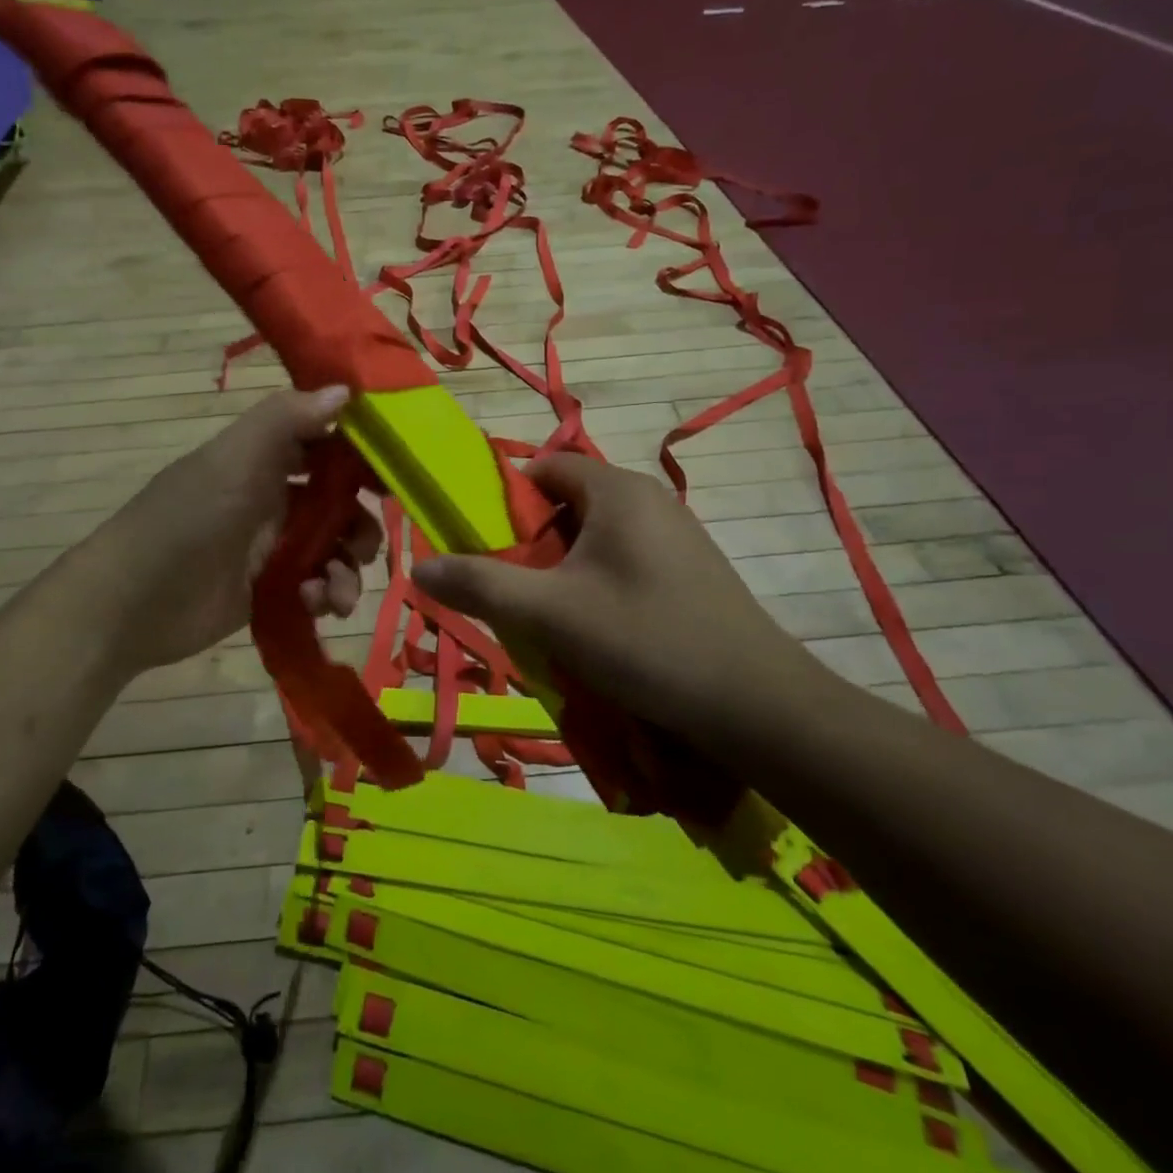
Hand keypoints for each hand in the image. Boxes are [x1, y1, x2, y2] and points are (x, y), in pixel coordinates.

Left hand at [91, 386, 380, 673]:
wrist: (132, 603)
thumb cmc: (188, 519)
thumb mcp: (235, 458)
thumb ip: (287, 419)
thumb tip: (346, 390)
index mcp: (263, 461)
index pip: (325, 447)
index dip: (361, 457)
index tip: (395, 473)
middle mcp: (272, 499)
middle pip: (338, 504)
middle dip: (360, 523)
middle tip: (367, 544)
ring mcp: (272, 548)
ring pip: (332, 550)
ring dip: (347, 568)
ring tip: (338, 590)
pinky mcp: (270, 591)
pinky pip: (315, 587)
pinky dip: (325, 594)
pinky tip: (317, 603)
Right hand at [410, 453, 817, 746]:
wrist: (755, 704)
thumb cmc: (645, 640)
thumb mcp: (549, 613)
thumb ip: (479, 585)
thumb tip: (418, 567)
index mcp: (616, 490)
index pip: (544, 468)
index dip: (505, 499)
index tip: (483, 545)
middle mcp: (649, 499)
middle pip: (568, 504)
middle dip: (531, 543)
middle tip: (511, 590)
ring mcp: (676, 535)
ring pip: (596, 537)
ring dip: (563, 570)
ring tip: (548, 617)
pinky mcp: (691, 571)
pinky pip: (625, 561)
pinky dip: (597, 585)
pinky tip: (596, 632)